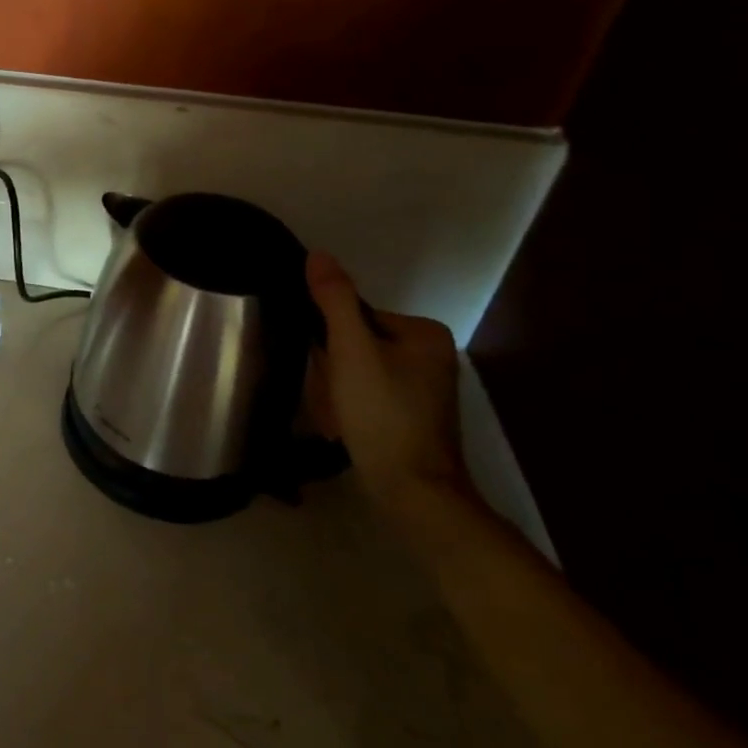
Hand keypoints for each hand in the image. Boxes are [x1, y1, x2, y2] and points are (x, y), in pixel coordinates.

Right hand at [304, 251, 472, 514]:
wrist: (413, 492)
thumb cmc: (383, 414)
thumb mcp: (351, 351)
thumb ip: (333, 300)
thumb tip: (318, 254)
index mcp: (423, 333)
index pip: (354, 317)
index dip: (330, 343)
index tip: (329, 373)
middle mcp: (430, 355)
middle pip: (355, 345)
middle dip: (333, 372)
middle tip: (333, 401)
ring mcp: (423, 388)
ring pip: (356, 372)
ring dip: (336, 393)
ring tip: (338, 419)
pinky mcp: (412, 415)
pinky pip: (366, 396)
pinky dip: (349, 409)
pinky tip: (346, 429)